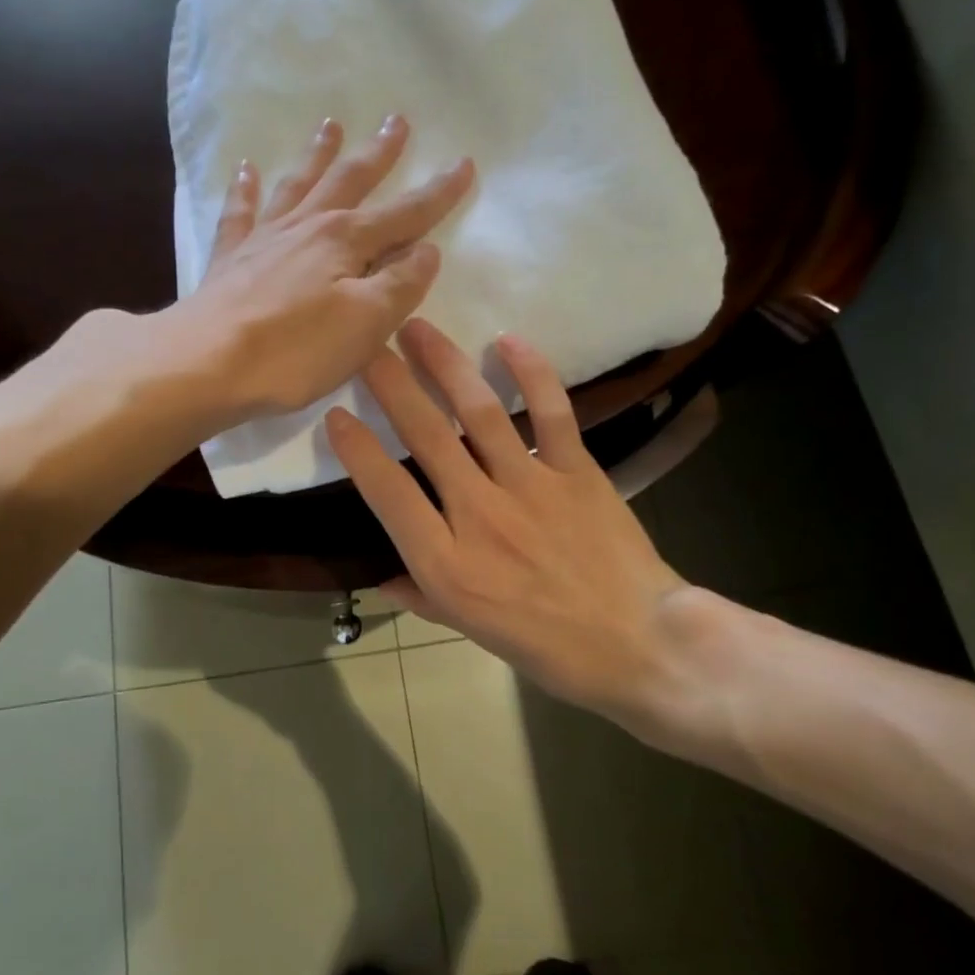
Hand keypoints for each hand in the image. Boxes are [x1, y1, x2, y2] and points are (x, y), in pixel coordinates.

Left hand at [177, 114, 474, 420]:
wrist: (207, 363)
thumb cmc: (296, 349)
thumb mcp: (367, 323)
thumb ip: (401, 284)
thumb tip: (426, 250)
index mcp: (346, 241)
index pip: (405, 213)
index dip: (438, 192)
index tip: (464, 163)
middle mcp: (307, 227)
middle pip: (349, 181)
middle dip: (378, 153)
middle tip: (396, 120)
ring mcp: (264, 239)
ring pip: (298, 186)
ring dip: (317, 156)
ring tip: (330, 126)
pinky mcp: (230, 260)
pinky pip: (240, 213)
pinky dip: (244, 190)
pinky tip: (246, 170)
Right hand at [326, 319, 691, 727]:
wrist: (639, 645)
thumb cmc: (547, 646)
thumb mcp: (469, 630)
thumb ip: (421, 594)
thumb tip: (380, 575)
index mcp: (447, 563)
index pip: (387, 492)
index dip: (356, 450)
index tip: (335, 415)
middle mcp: (480, 515)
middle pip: (426, 437)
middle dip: (390, 385)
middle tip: (366, 345)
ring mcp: (530, 487)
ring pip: (479, 413)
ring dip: (444, 365)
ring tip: (417, 328)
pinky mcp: (576, 471)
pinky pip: (551, 412)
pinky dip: (531, 372)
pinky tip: (507, 341)